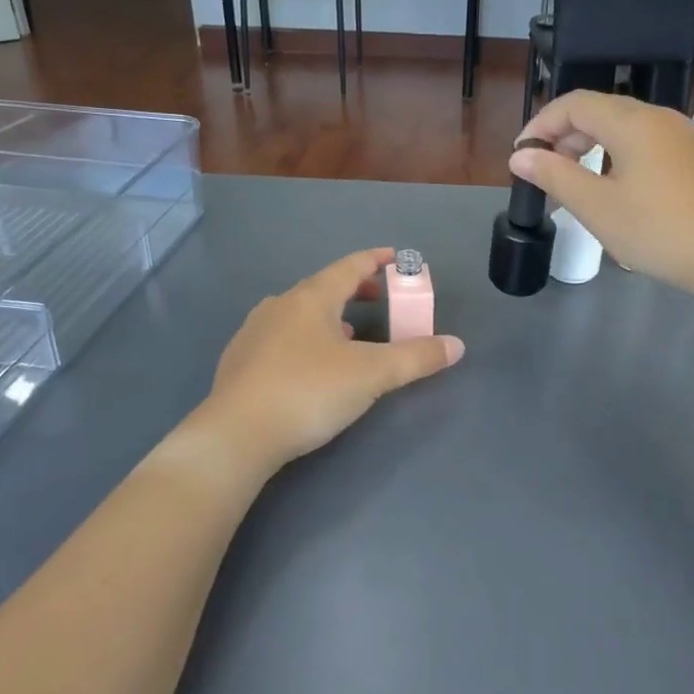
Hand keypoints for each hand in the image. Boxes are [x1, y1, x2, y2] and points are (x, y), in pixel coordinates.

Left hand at [204, 248, 463, 471]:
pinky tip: (311, 365)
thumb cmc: (309, 392)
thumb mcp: (372, 375)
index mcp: (311, 298)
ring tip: (349, 332)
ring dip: (329, 316)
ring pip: (299, 313)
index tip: (396, 257)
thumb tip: (456, 345)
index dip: (376, 260)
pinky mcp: (240, 362)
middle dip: (355, 290)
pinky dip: (305, 338)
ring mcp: (254, 333)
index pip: (349, 267)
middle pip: (323, 287)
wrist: (237, 435)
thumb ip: (416, 358)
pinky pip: (281, 337)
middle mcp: (280, 306)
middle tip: (380, 298)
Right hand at [511, 91, 693, 303]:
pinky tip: (610, 188)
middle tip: (543, 172)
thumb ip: (554, 176)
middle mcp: (657, 118)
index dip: (540, 124)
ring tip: (571, 182)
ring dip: (588, 146)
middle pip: (598, 110)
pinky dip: (614, 156)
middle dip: (563, 135)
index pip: (573, 104)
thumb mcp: (597, 207)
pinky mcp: (691, 158)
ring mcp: (679, 136)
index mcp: (632, 122)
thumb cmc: (657, 231)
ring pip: (621, 127)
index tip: (520, 156)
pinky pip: (641, 143)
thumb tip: (520, 156)